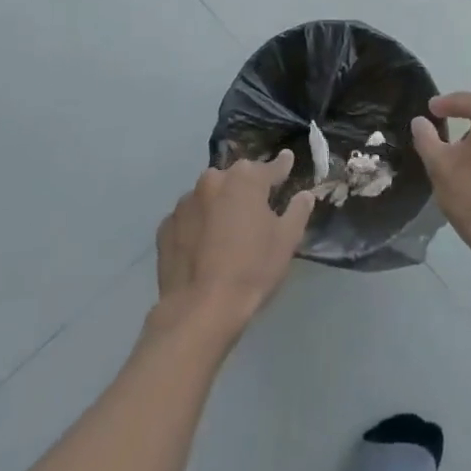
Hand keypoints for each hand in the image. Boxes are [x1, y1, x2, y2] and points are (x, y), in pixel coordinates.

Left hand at [154, 150, 313, 336]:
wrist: (200, 309)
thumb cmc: (251, 270)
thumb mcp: (286, 241)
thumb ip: (298, 211)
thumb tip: (305, 194)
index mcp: (245, 179)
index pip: (270, 167)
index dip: (281, 166)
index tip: (287, 160)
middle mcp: (212, 180)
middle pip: (236, 179)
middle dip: (247, 188)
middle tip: (257, 206)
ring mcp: (185, 202)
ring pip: (209, 197)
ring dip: (219, 206)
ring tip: (227, 230)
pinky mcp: (166, 226)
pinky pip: (189, 218)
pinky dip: (198, 225)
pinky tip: (203, 246)